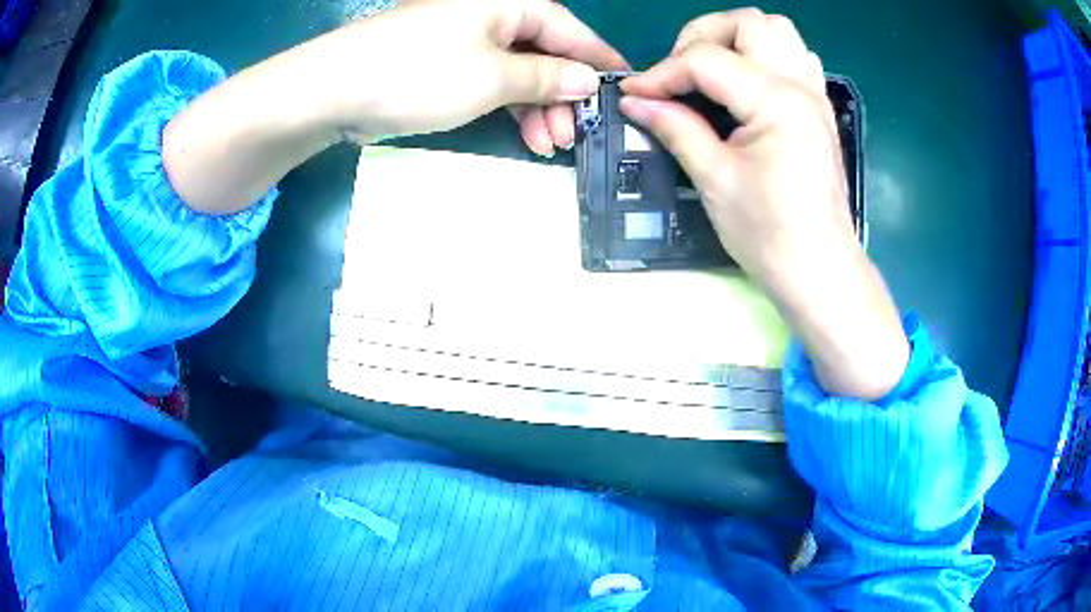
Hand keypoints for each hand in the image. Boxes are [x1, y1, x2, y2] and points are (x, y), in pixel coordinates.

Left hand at [309, 0, 627, 152]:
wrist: (334, 89)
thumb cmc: (419, 73)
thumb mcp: (492, 78)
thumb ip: (546, 78)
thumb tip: (586, 80)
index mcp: (510, 3)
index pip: (571, 31)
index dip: (599, 62)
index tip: (625, 92)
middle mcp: (492, 14)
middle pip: (545, 53)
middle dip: (563, 97)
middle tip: (574, 137)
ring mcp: (466, 39)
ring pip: (519, 72)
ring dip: (537, 108)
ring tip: (548, 146)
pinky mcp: (445, 62)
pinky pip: (491, 81)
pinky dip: (508, 107)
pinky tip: (522, 134)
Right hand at [621, 9, 907, 399]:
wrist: (820, 270)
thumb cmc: (769, 234)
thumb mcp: (714, 180)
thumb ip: (676, 128)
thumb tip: (636, 102)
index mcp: (776, 101)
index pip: (706, 60)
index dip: (662, 73)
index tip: (634, 94)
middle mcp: (800, 84)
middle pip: (747, 22)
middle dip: (700, 38)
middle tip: (678, 74)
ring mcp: (815, 94)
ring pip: (777, 30)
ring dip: (737, 39)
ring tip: (712, 70)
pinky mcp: (818, 108)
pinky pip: (795, 56)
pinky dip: (765, 55)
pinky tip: (748, 82)